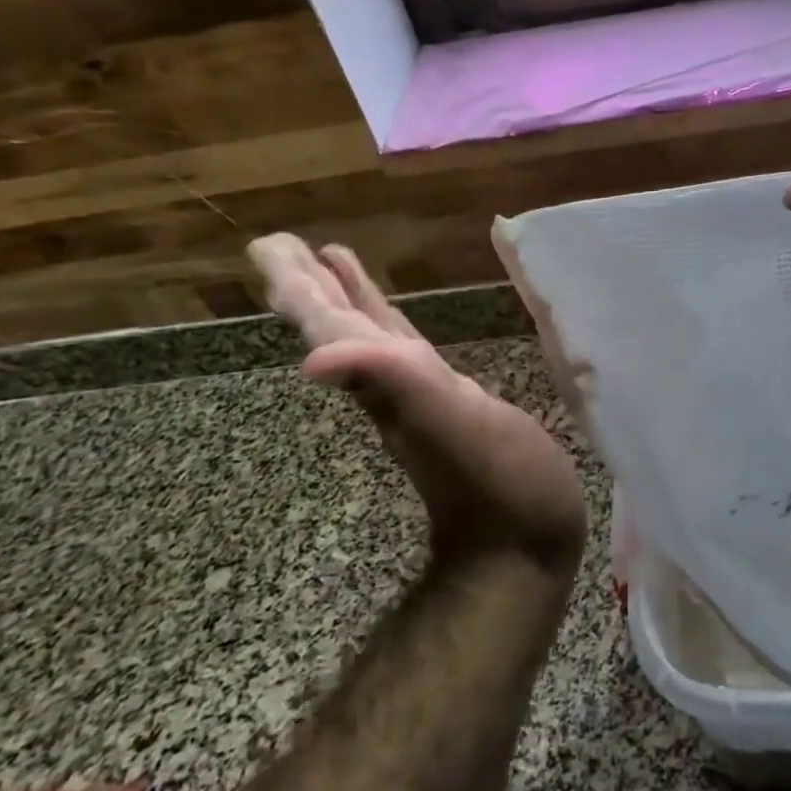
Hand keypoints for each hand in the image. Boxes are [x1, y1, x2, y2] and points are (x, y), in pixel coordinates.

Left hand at [247, 235, 587, 575]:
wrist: (523, 547)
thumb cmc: (501, 484)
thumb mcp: (452, 428)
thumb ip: (394, 384)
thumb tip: (312, 358)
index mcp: (390, 381)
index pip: (333, 326)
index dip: (301, 287)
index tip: (267, 246)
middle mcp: (394, 387)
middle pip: (342, 327)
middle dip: (311, 286)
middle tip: (279, 243)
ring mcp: (421, 400)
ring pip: (371, 340)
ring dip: (345, 302)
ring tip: (330, 262)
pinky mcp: (451, 409)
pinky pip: (407, 357)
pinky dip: (391, 331)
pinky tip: (393, 327)